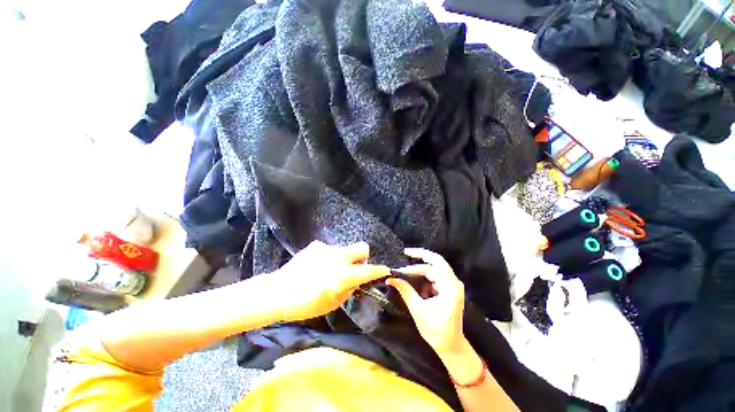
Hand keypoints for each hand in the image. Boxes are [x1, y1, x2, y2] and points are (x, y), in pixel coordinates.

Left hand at [272, 240, 388, 321]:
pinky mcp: (316, 246)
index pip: (369, 270)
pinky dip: (327, 258)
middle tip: (354, 268)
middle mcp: (339, 258)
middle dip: (364, 256)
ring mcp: (327, 249)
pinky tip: (316, 267)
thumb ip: (348, 289)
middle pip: (362, 247)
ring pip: (344, 250)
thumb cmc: (306, 304)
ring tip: (327, 271)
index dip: (379, 271)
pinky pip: (329, 250)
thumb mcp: (332, 304)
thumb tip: (355, 281)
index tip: (385, 270)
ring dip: (342, 259)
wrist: (279, 291)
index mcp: (344, 275)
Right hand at [387, 248, 465, 356]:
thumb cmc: (437, 332)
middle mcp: (453, 283)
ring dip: (418, 271)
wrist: (451, 346)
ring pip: (433, 270)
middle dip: (417, 262)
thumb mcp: (419, 311)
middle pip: (434, 264)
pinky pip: (434, 276)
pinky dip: (422, 277)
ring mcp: (451, 286)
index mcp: (450, 288)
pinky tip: (412, 281)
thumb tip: (391, 279)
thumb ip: (405, 291)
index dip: (421, 254)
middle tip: (403, 259)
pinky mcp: (448, 289)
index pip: (436, 262)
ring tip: (403, 273)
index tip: (405, 253)